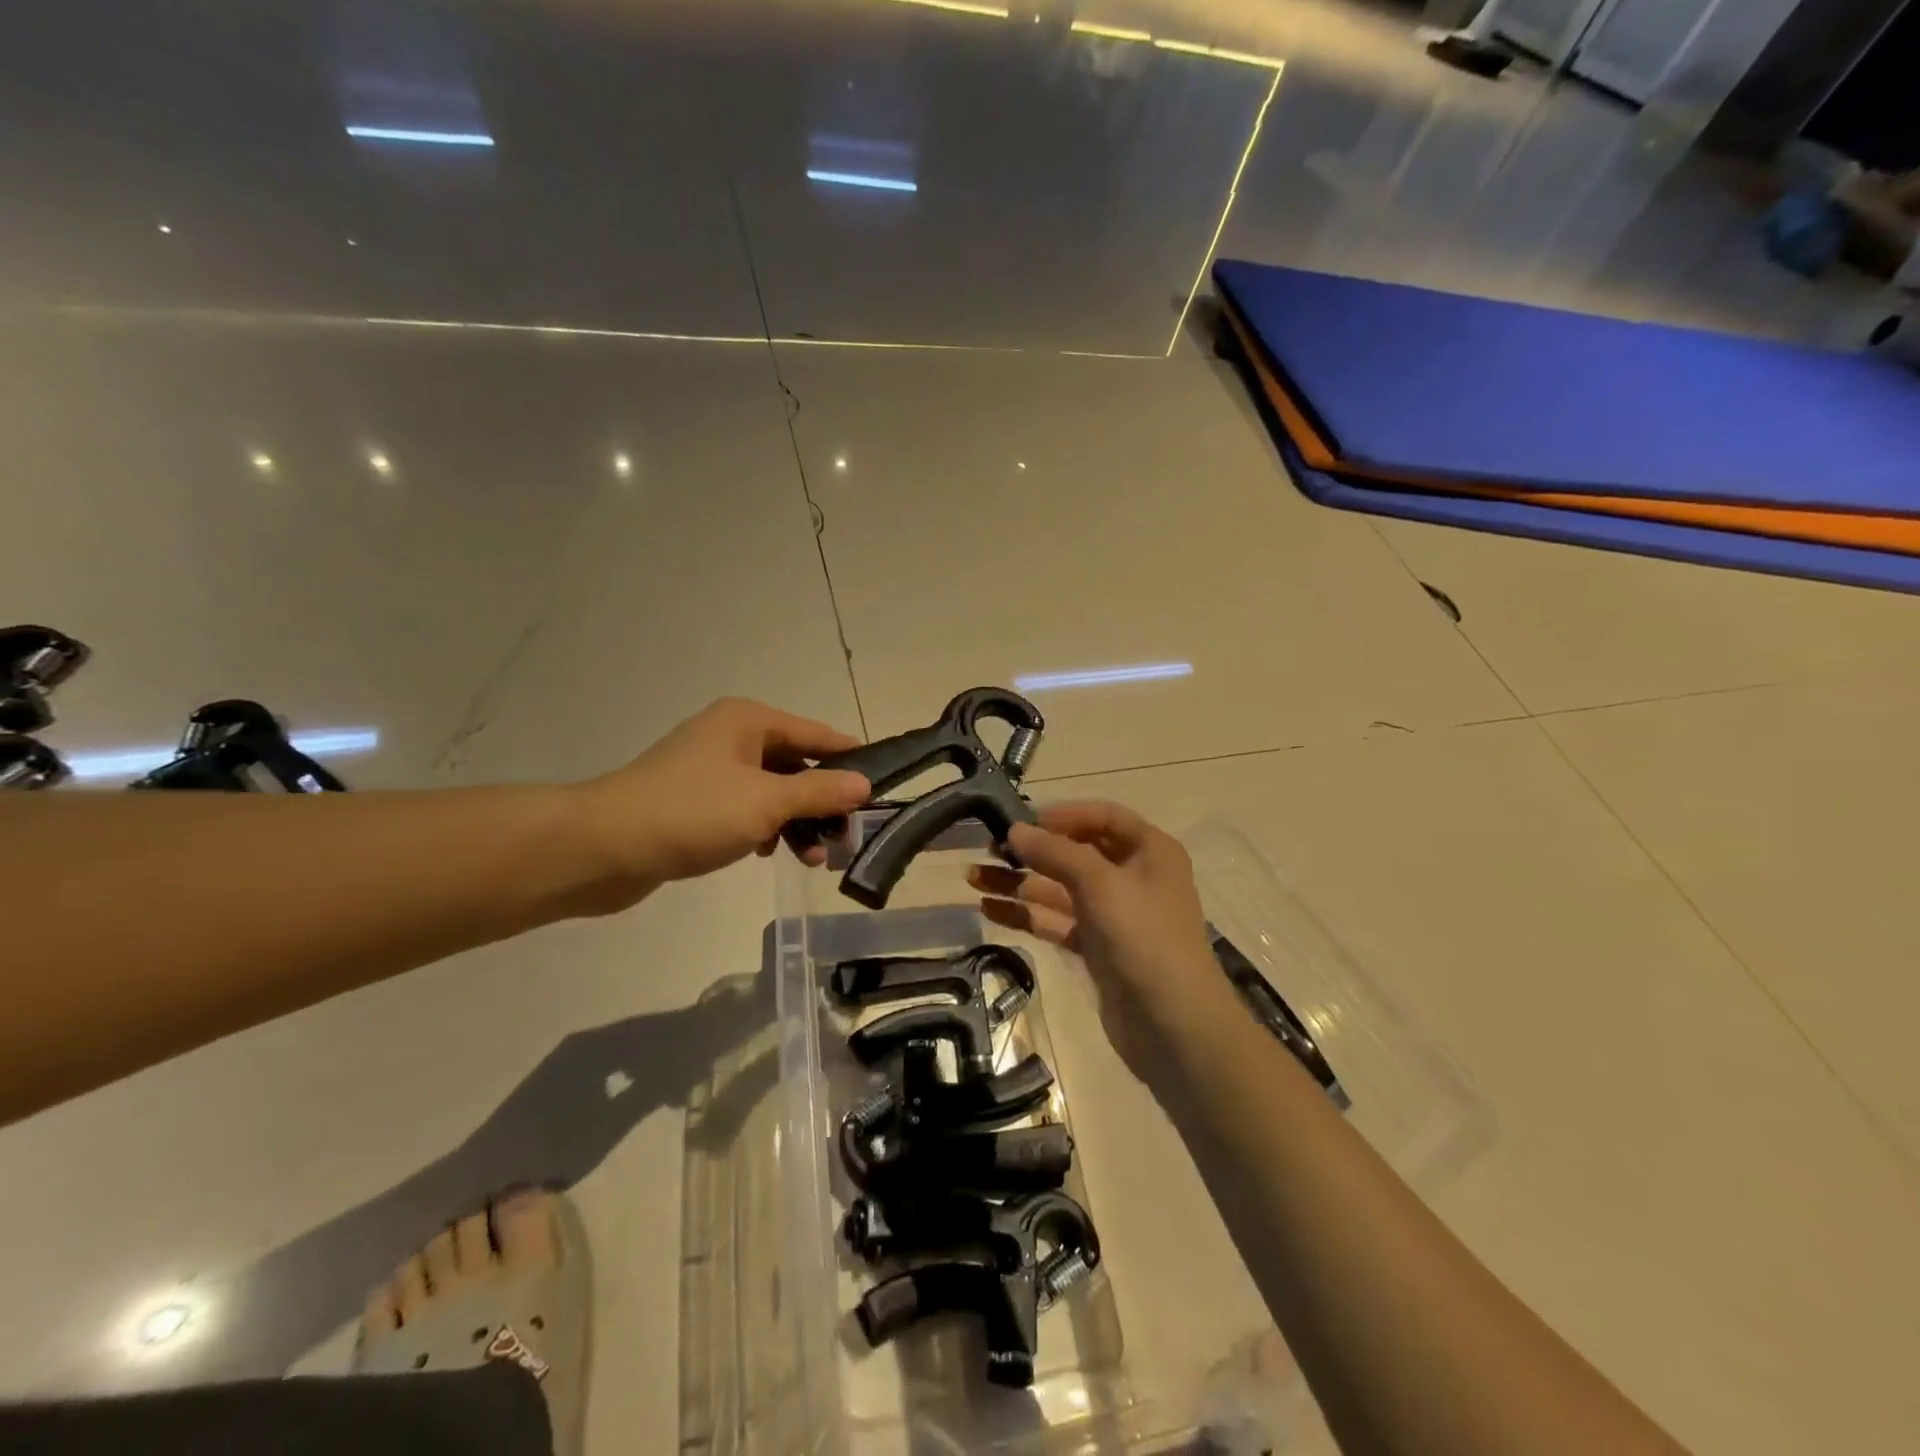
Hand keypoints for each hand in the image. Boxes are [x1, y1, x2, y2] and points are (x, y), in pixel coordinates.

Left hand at [577, 698, 869, 901]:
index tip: (881, 783)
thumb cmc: (693, 813)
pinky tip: (768, 853)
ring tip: (812, 858)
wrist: (604, 846)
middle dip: (821, 801)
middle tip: (845, 837)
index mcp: (748, 721)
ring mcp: (711, 768)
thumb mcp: (766, 803)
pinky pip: (746, 807)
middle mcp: (731, 735)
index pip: (816, 734)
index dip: (849, 759)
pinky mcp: (695, 799)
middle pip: (795, 764)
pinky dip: (764, 827)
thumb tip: (864, 784)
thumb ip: (819, 792)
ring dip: (794, 821)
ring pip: (771, 790)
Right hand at [968, 802, 1241, 1080]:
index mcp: (1150, 850)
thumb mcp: (1100, 883)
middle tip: (987, 848)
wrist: (1173, 1025)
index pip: (1104, 816)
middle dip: (1033, 849)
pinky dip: (1026, 914)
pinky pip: (1056, 920)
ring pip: (1060, 888)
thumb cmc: (1144, 938)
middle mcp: (1133, 876)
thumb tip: (1014, 829)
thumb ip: (1055, 852)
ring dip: (1019, 881)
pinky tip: (988, 909)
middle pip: (1077, 851)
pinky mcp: (1097, 947)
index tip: (1022, 820)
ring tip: (973, 876)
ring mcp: (1114, 914)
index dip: (1063, 815)